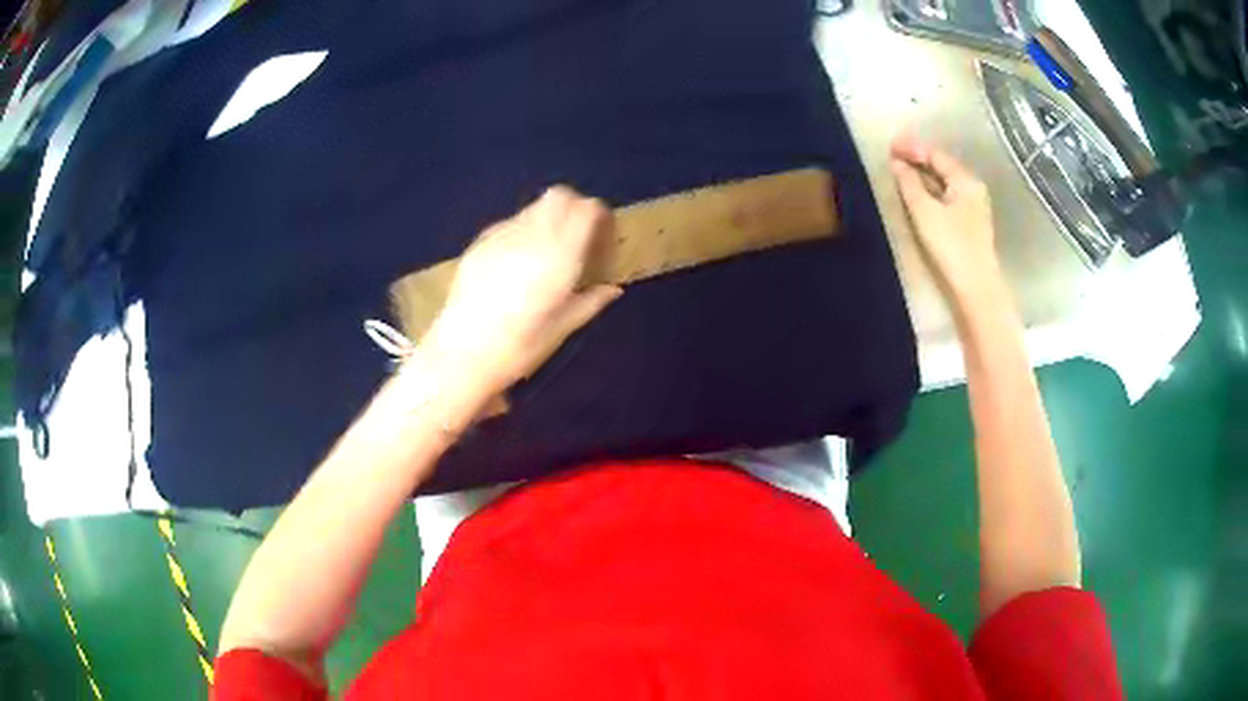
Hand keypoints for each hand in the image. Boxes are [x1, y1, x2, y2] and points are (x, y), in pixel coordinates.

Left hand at [427, 186, 621, 392]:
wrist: (460, 356)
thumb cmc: (519, 349)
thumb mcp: (562, 328)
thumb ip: (591, 301)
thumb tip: (612, 288)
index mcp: (559, 256)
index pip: (586, 209)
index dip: (600, 216)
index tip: (603, 238)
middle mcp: (531, 235)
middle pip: (560, 195)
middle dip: (575, 208)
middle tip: (579, 237)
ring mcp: (501, 236)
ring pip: (534, 207)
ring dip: (549, 218)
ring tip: (548, 251)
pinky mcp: (479, 243)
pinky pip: (510, 223)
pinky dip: (524, 231)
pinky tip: (519, 262)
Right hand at [890, 134, 1006, 318]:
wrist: (975, 286)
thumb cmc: (951, 246)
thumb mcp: (925, 211)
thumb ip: (910, 184)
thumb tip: (897, 163)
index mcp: (965, 181)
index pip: (936, 155)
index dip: (912, 148)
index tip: (890, 146)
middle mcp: (973, 188)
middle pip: (942, 166)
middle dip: (918, 159)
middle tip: (893, 156)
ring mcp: (973, 207)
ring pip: (944, 182)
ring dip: (923, 175)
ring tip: (901, 171)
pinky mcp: (969, 224)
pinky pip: (947, 196)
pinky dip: (931, 189)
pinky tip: (918, 192)